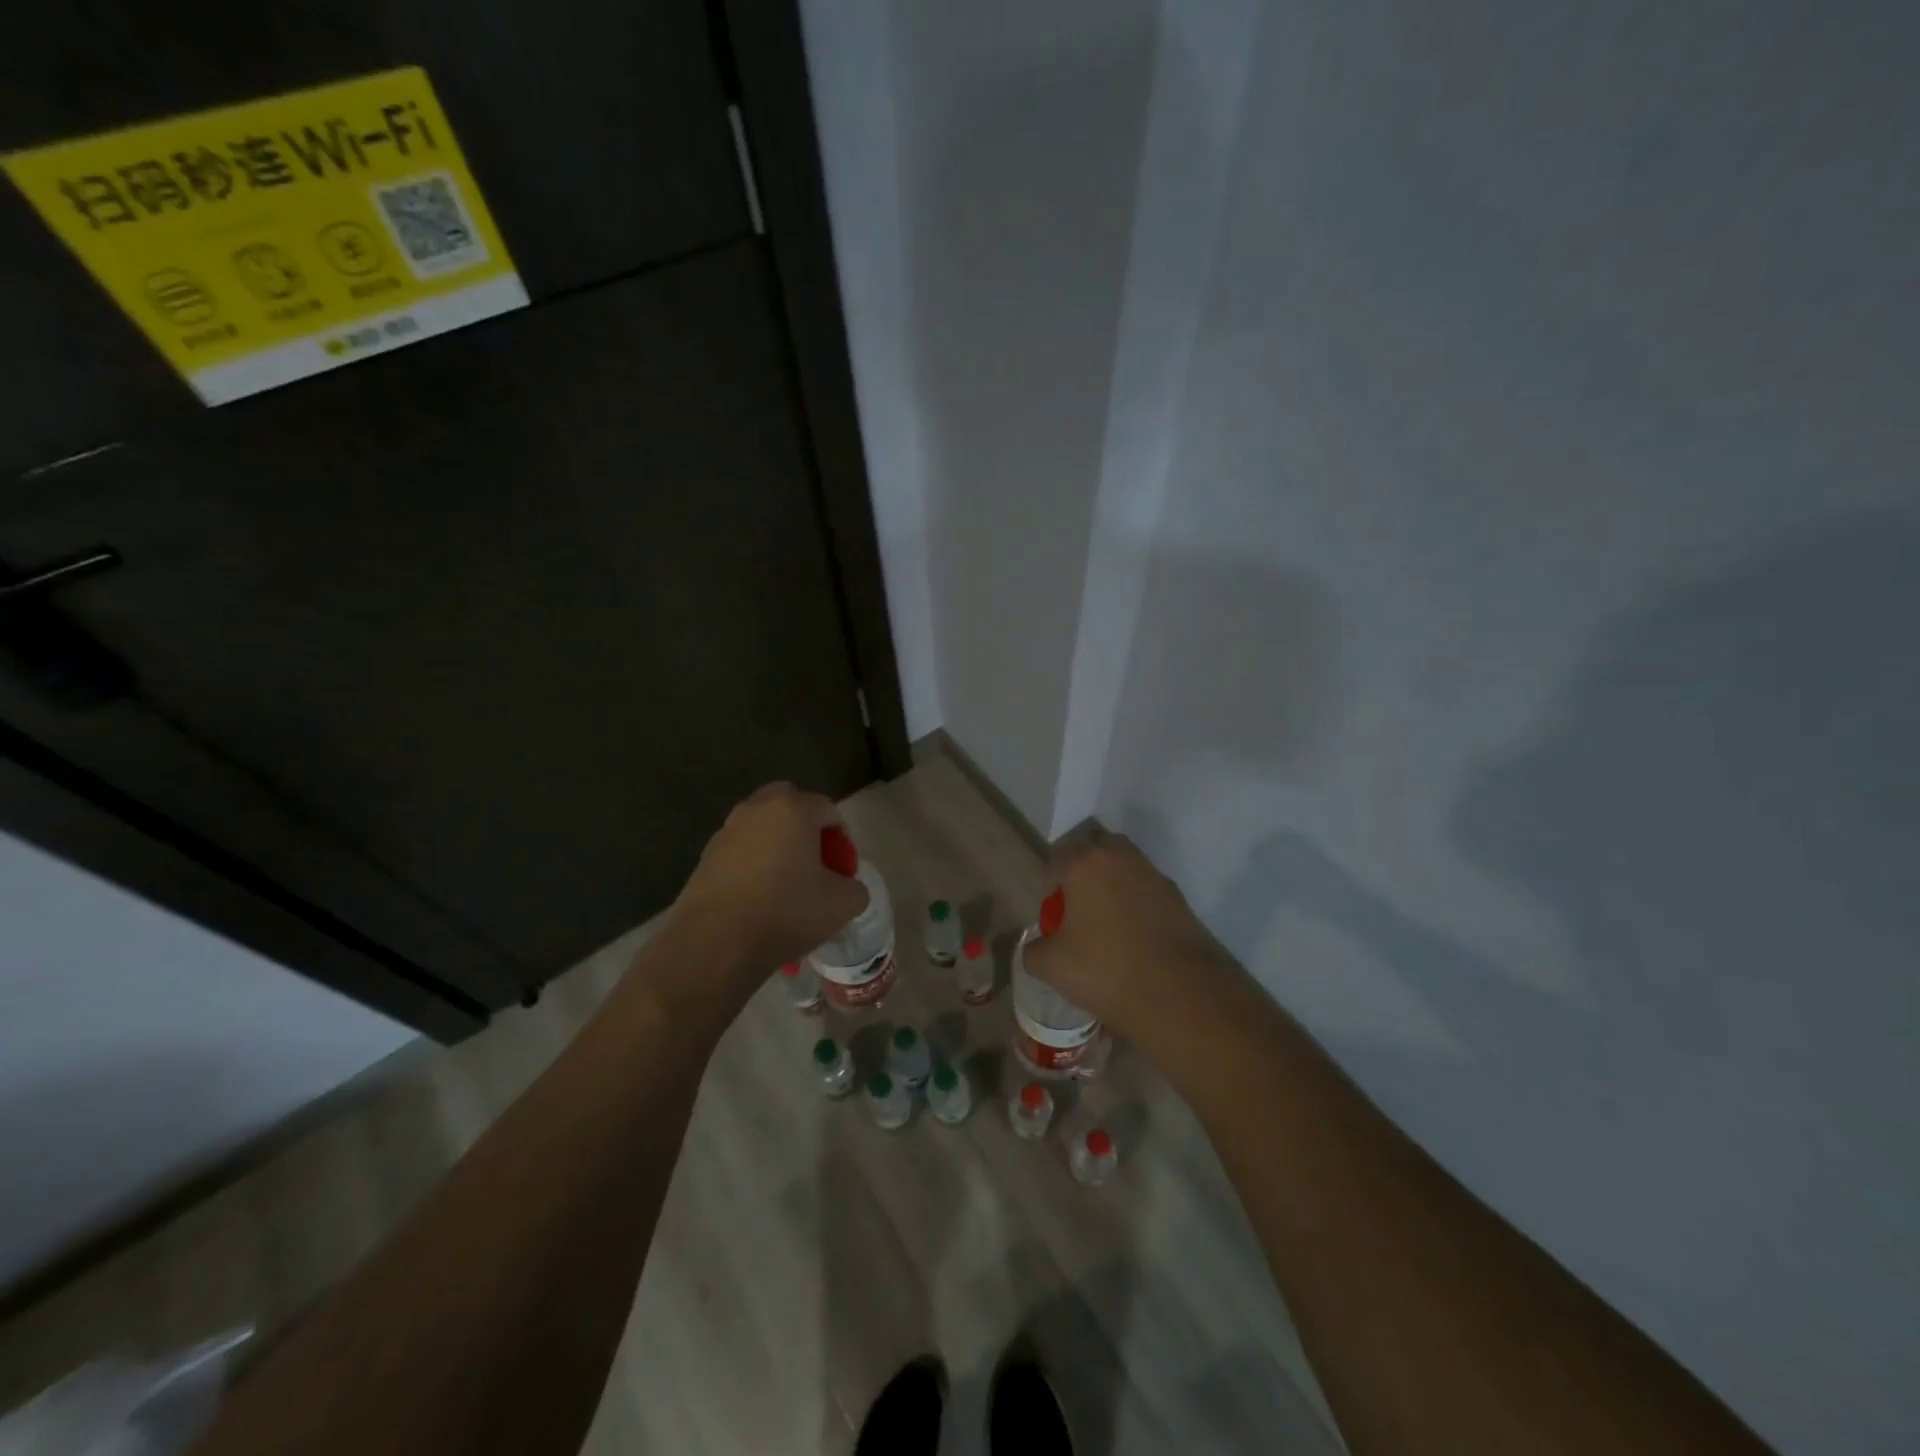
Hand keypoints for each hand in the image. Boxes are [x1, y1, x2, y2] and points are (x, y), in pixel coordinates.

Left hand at [669, 783, 868, 990]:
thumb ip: (855, 887)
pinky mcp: (704, 857)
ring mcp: (726, 832)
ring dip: (776, 844)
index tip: (843, 869)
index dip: (842, 838)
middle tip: (814, 862)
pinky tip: (757, 898)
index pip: (829, 809)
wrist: (714, 944)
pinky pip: (739, 851)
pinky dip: (752, 864)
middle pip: (789, 804)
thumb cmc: (785, 913)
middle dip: (805, 827)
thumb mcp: (842, 905)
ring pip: (760, 826)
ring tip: (785, 884)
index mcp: (793, 810)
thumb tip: (846, 886)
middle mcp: (757, 810)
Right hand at [1019, 831, 1240, 1039]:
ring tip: (1107, 926)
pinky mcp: (1178, 897)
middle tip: (1078, 911)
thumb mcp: (1051, 966)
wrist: (1180, 993)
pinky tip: (1134, 938)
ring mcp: (1153, 874)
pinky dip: (1136, 904)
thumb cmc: (1105, 970)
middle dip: (1083, 874)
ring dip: (1112, 886)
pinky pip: (1146, 890)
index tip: (1053, 918)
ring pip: (1124, 868)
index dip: (1050, 887)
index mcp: (1084, 863)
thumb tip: (1037, 947)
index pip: (1057, 859)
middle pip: (1094, 852)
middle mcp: (1120, 856)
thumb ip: (1033, 950)